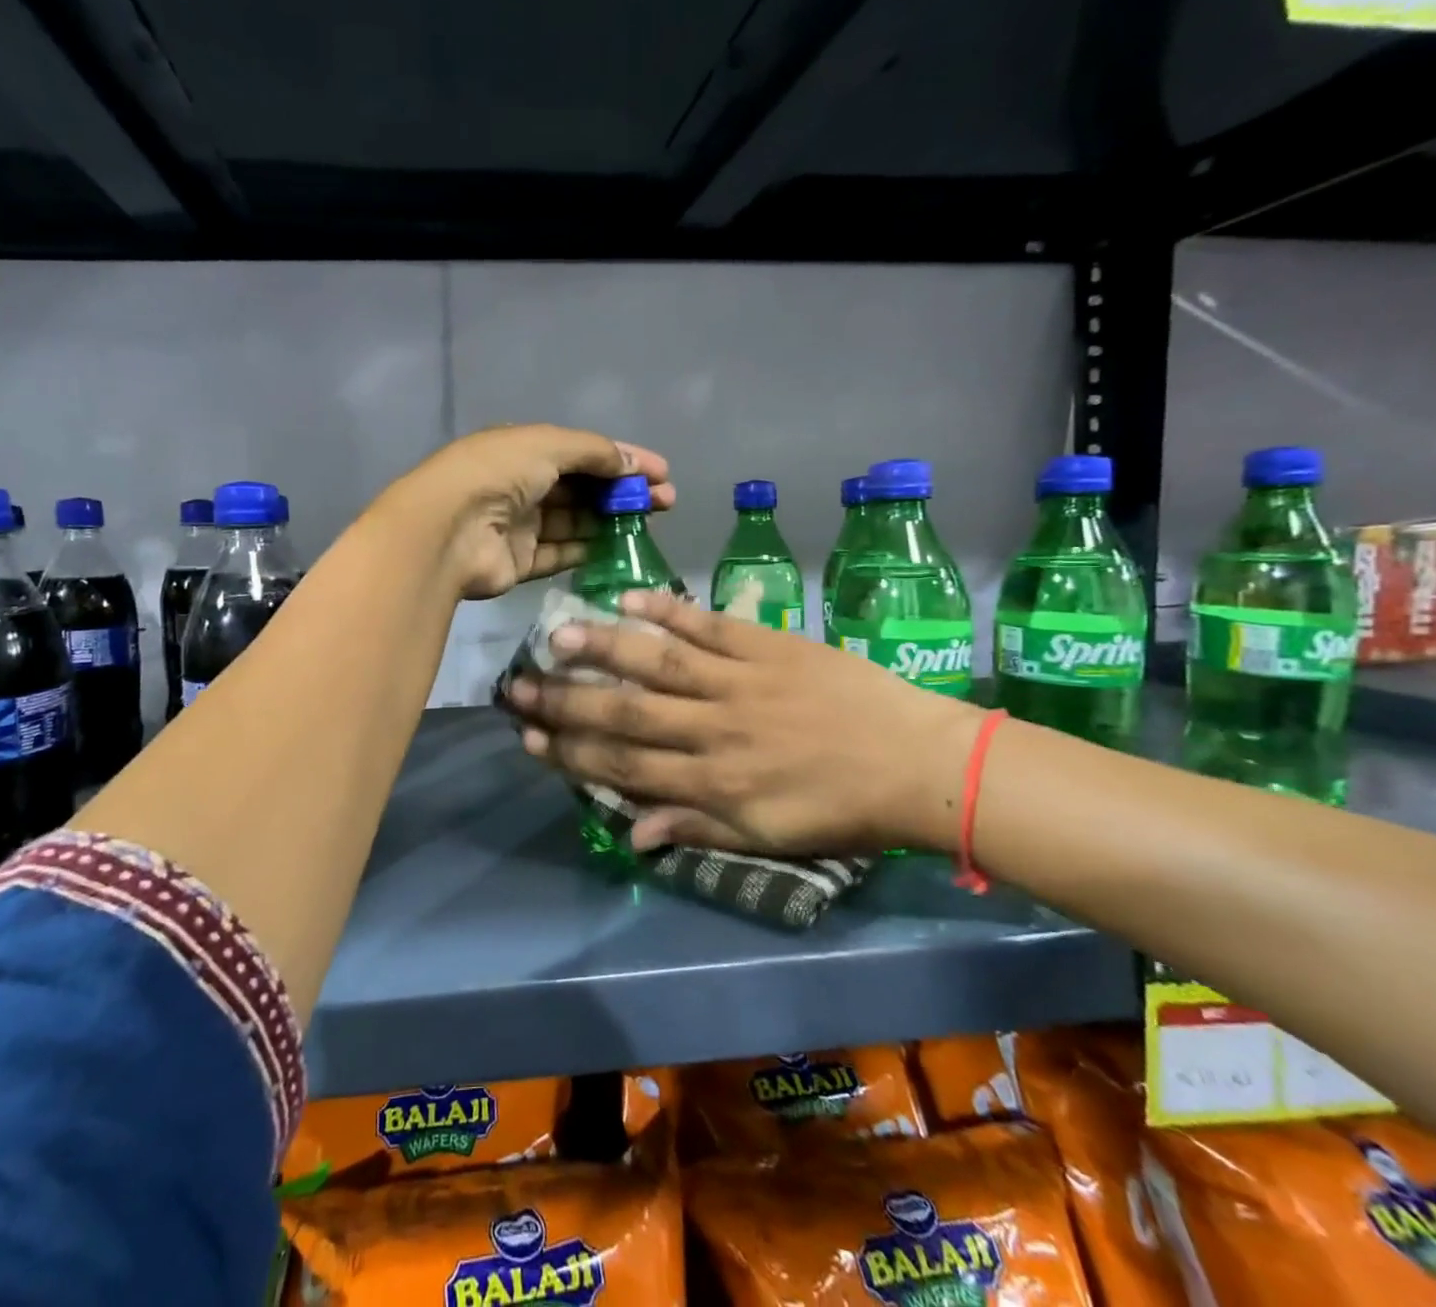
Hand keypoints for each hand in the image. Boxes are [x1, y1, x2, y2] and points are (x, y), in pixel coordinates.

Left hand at [388, 424, 672, 600]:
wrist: (448, 530)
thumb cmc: (497, 474)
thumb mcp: (548, 445)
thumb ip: (593, 451)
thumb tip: (630, 461)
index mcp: (522, 449)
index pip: (582, 452)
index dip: (623, 459)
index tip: (663, 473)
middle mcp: (520, 485)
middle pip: (582, 488)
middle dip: (623, 491)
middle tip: (665, 502)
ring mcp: (518, 525)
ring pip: (574, 521)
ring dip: (610, 521)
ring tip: (649, 524)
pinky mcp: (518, 562)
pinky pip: (559, 554)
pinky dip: (587, 550)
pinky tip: (619, 548)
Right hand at [503, 589, 981, 854]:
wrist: (918, 763)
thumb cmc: (840, 809)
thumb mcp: (765, 837)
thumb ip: (694, 827)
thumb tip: (630, 832)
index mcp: (712, 783)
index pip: (624, 766)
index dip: (571, 753)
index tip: (529, 739)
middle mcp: (713, 730)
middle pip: (626, 713)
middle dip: (566, 701)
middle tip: (517, 687)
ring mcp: (738, 682)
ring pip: (658, 663)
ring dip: (604, 649)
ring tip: (556, 635)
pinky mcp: (765, 646)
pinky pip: (708, 625)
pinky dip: (668, 609)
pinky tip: (628, 598)